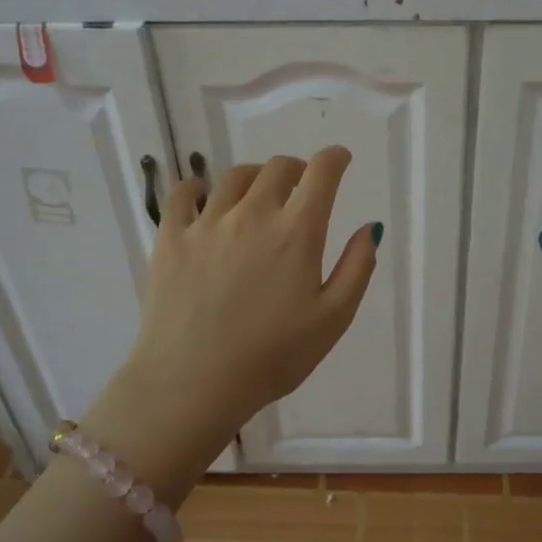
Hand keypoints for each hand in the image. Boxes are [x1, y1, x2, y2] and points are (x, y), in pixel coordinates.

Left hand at [90, 146, 380, 488]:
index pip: (321, 173)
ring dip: (255, 177)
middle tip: (300, 186)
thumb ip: (357, 268)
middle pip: (277, 168)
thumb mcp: (332, 320)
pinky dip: (198, 186)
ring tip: (257, 194)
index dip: (335, 158)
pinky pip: (183, 193)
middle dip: (297, 169)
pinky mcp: (170, 237)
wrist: (192, 383)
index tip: (339, 160)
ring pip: (234, 177)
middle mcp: (252, 215)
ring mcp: (207, 223)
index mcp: (296, 233)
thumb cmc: (272, 358)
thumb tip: (370, 227)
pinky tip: (203, 196)